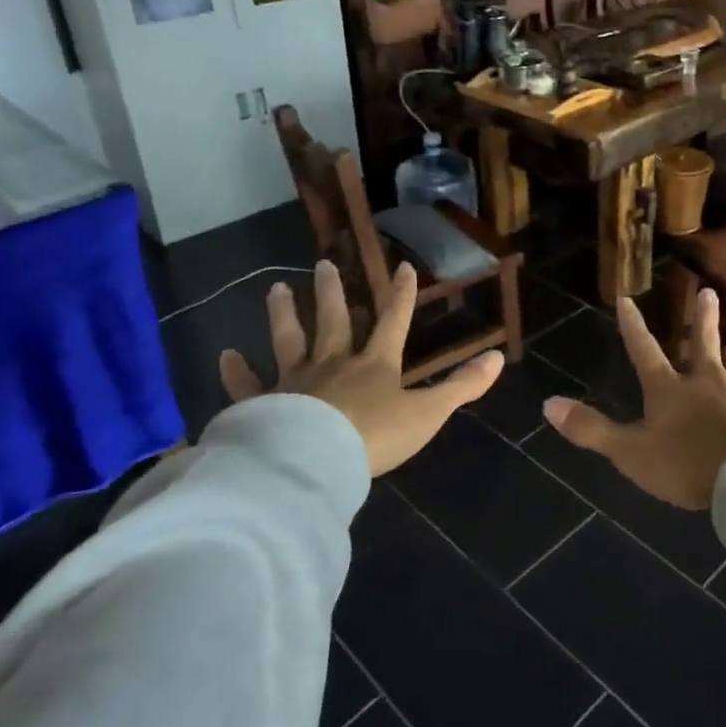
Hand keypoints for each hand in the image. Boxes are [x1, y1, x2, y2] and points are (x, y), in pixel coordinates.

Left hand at [219, 259, 503, 477]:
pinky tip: (225, 355)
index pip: (393, 321)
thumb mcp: (428, 413)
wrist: (314, 463)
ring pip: (289, 339)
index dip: (402, 295)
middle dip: (332, 292)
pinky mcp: (264, 404)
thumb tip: (499, 359)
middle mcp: (334, 362)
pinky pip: (248, 385)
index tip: (403, 266)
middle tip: (324, 263)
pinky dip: (236, 371)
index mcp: (375, 364)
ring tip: (276, 288)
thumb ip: (461, 387)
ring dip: (283, 314)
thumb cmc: (375, 437)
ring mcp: (296, 381)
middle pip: (333, 320)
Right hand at [543, 290, 725, 509]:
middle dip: (701, 317)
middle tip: (707, 291)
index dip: (633, 327)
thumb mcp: (629, 452)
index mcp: (669, 390)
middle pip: (701, 342)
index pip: (644, 351)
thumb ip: (590, 428)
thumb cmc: (686, 467)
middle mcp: (706, 380)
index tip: (626, 299)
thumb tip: (546, 404)